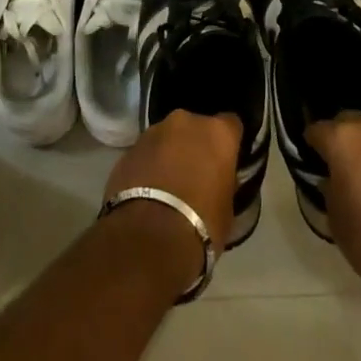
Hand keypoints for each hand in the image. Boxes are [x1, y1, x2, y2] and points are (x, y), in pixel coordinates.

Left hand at [104, 109, 241, 249]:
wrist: (149, 238)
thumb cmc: (201, 224)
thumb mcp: (227, 208)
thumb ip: (224, 183)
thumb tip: (217, 180)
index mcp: (217, 132)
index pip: (231, 125)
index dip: (229, 142)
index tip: (227, 160)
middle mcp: (185, 122)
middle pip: (195, 127)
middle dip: (195, 145)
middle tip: (195, 174)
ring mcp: (153, 132)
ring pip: (167, 138)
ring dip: (169, 154)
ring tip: (167, 186)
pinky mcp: (128, 149)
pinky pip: (146, 154)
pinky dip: (148, 167)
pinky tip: (147, 192)